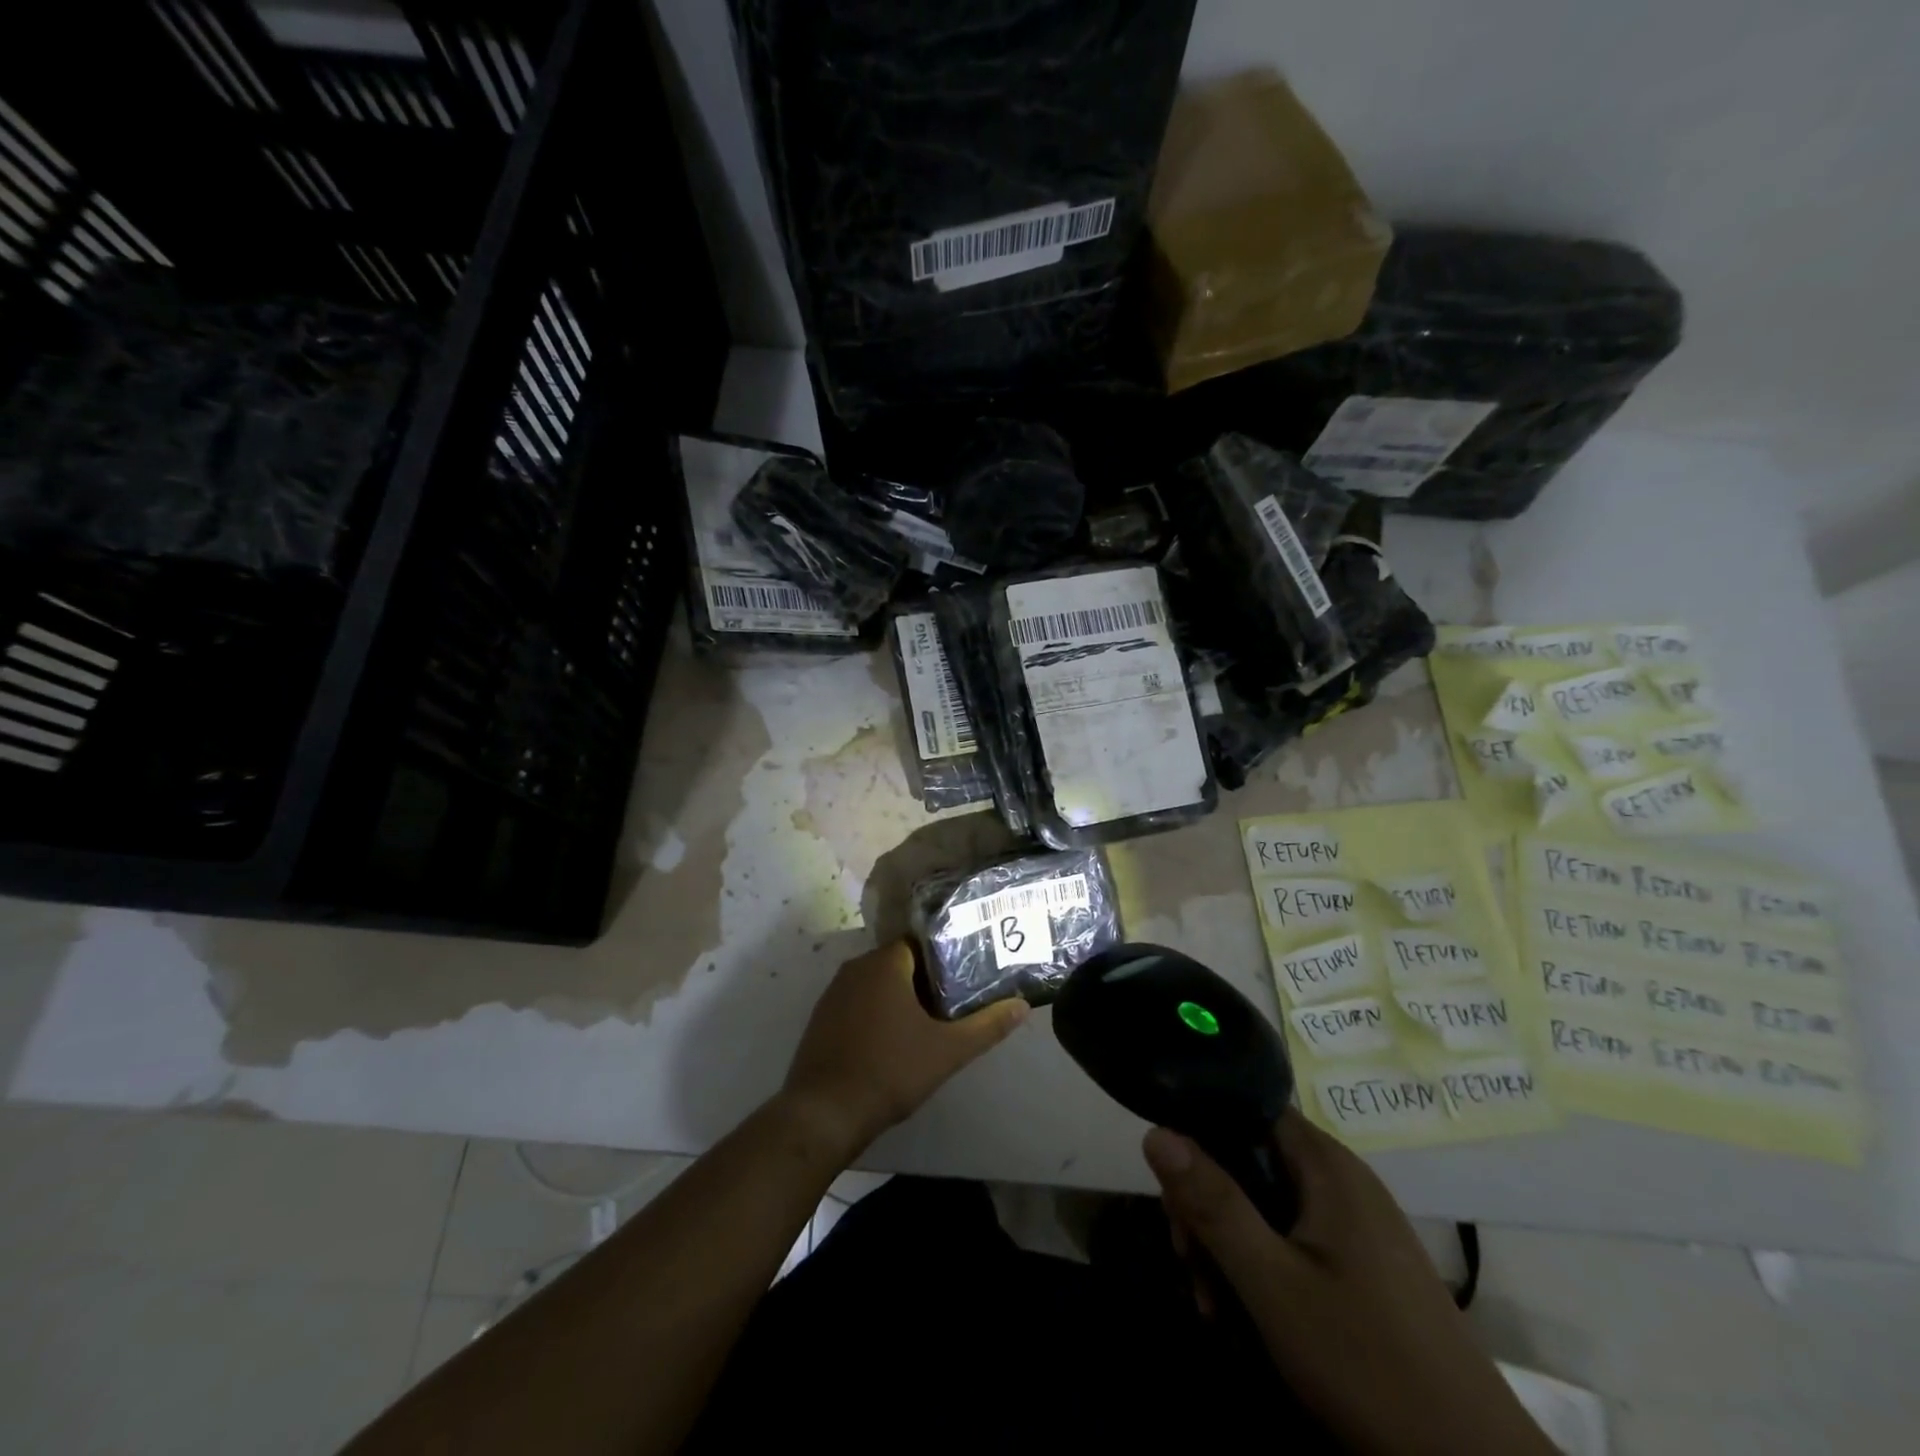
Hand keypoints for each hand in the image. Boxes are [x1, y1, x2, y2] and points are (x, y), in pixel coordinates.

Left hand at [779, 941, 1027, 1162]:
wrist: (824, 1113)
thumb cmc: (890, 1071)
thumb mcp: (948, 1051)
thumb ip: (987, 1026)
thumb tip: (1023, 1005)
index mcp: (885, 963)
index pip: (921, 943)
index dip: (945, 958)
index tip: (965, 978)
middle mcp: (855, 968)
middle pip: (899, 963)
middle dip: (925, 980)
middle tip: (953, 1004)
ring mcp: (833, 993)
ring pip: (876, 984)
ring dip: (899, 998)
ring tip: (927, 1024)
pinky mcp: (820, 1018)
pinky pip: (856, 1003)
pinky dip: (875, 1014)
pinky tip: (891, 1042)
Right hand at [1144, 1113, 1554, 1455]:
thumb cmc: (1366, 1362)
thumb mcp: (1272, 1283)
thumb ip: (1213, 1204)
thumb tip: (1155, 1131)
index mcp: (1325, 1165)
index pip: (1245, 1110)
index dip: (1199, 1136)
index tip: (1172, 1188)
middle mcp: (1341, 1180)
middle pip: (1249, 1161)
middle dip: (1207, 1207)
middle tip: (1187, 1261)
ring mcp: (1355, 1224)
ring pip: (1266, 1205)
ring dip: (1228, 1246)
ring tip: (1210, 1304)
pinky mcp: (1362, 1265)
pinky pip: (1292, 1239)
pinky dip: (1260, 1267)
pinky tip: (1242, 1315)